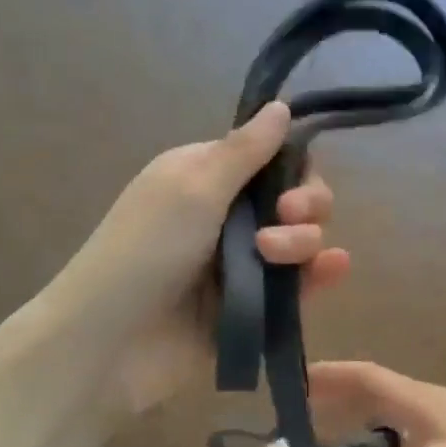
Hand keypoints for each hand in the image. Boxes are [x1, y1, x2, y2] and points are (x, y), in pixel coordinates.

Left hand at [58, 102, 348, 416]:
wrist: (112, 341)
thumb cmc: (145, 250)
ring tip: (273, 257)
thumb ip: (245, 151)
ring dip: (303, 242)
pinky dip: (319, 276)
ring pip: (302, 244)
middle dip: (303, 206)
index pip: (272, 161)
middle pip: (295, 202)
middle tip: (285, 217)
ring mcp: (243, 266)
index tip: (290, 183)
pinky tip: (333, 270)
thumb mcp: (194, 188)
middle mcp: (228, 218)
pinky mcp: (255, 308)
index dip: (294, 168)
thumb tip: (280, 105)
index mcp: (207, 179)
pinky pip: (298, 287)